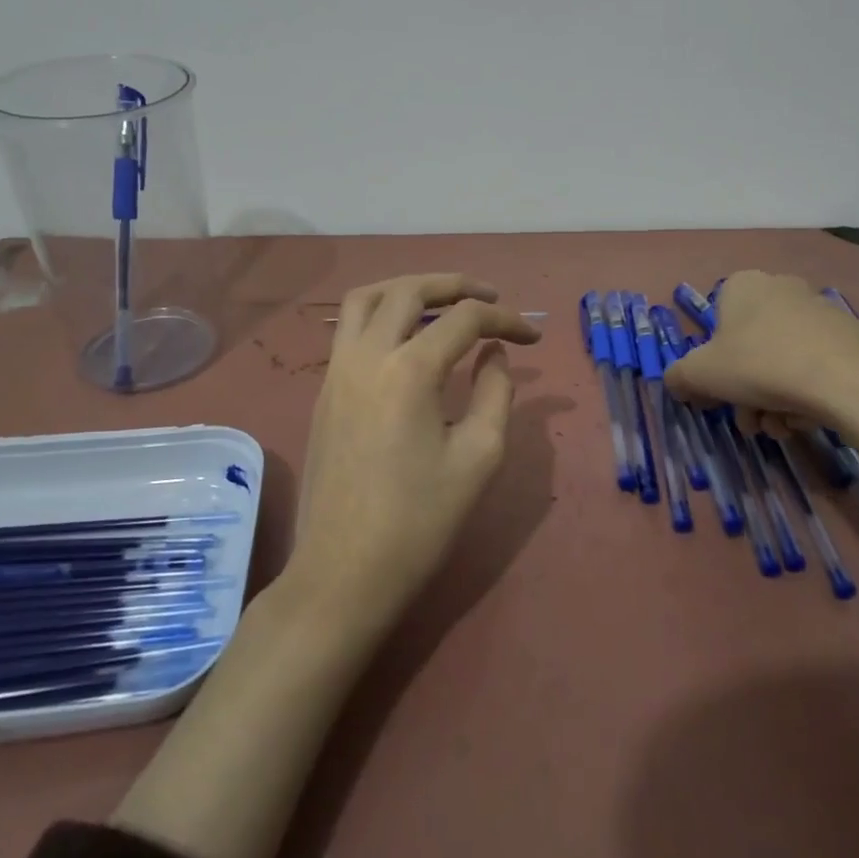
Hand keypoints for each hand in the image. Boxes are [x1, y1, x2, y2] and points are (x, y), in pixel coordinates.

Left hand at [287, 274, 541, 640]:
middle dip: (455, 284)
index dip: (506, 318)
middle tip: (490, 296)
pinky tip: (408, 339)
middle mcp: (366, 355)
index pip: (465, 318)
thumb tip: (494, 353)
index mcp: (409, 370)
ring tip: (442, 302)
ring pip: (367, 298)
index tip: (534, 336)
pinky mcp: (324, 390)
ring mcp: (337, 370)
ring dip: (408, 288)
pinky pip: (350, 327)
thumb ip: (495, 392)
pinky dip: (382, 313)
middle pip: (409, 290)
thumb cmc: (419, 521)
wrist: (344, 572)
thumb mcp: (479, 457)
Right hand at [664, 270, 858, 444]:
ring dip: (773, 400)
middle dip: (745, 392)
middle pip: (749, 349)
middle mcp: (781, 289)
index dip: (712, 364)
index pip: (715, 323)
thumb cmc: (761, 365)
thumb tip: (679, 384)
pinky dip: (805, 395)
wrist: (849, 380)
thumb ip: (679, 377)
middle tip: (750, 420)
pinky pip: (814, 368)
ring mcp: (820, 312)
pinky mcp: (851, 337)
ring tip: (781, 427)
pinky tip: (808, 419)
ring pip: (781, 363)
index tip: (717, 395)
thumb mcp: (701, 374)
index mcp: (742, 286)